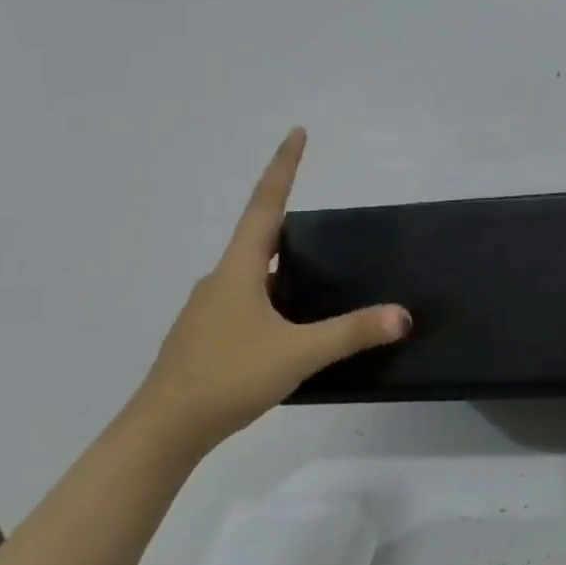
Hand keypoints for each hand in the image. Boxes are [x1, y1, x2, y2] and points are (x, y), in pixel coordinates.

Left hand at [131, 128, 409, 451]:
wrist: (161, 432)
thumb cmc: (227, 378)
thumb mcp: (298, 354)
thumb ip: (352, 332)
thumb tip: (403, 315)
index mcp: (239, 269)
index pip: (266, 205)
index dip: (283, 167)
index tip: (296, 132)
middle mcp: (220, 280)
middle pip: (258, 238)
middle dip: (290, 224)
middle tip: (326, 226)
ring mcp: (208, 309)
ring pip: (252, 275)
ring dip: (282, 269)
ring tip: (318, 281)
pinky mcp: (205, 337)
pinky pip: (245, 303)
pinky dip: (271, 301)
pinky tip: (288, 328)